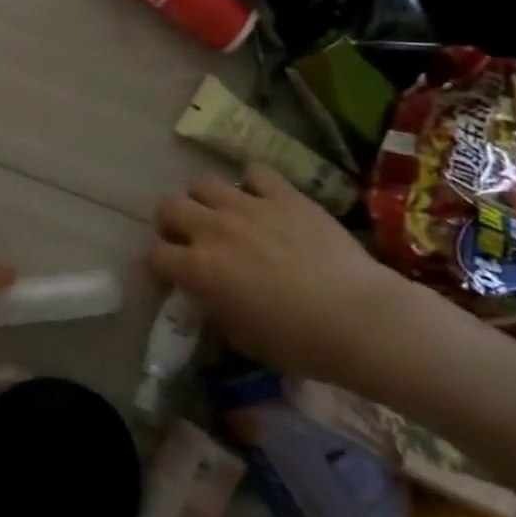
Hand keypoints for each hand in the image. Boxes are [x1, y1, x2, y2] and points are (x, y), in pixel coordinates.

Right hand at [148, 164, 408, 385]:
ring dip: (204, 200)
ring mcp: (249, 206)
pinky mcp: (285, 195)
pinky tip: (263, 201)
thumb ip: (215, 309)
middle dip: (171, 223)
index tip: (167, 275)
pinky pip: (255, 174)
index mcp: (199, 268)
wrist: (360, 318)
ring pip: (203, 183)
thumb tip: (208, 296)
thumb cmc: (299, 342)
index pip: (155, 256)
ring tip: (221, 216)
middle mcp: (214, 229)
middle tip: (188, 239)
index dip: (157, 266)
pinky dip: (252, 185)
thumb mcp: (242, 337)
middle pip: (169, 207)